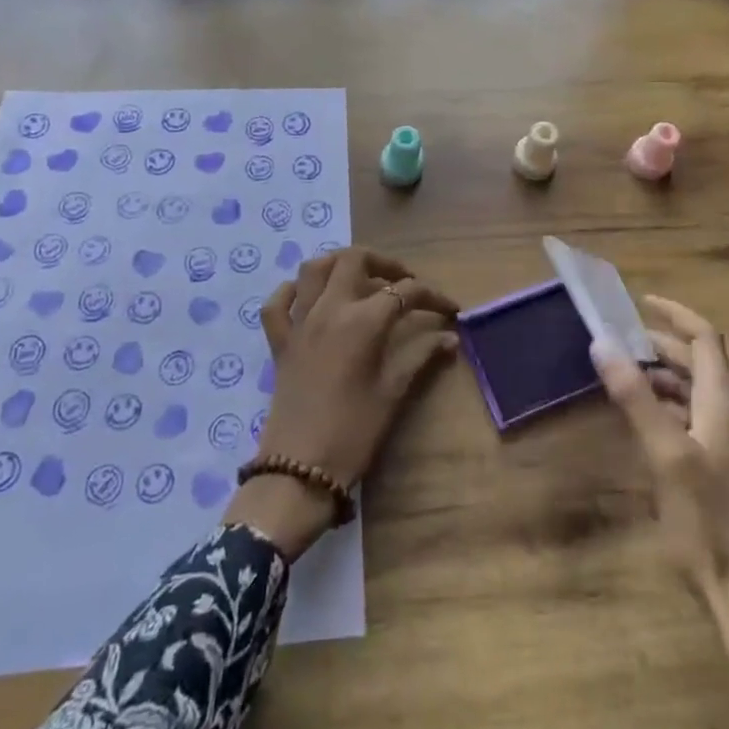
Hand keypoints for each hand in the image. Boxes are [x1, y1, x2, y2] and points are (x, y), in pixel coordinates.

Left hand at [225, 248, 458, 556]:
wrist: (299, 469)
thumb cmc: (353, 432)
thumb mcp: (393, 393)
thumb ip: (421, 357)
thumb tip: (450, 338)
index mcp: (363, 321)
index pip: (404, 291)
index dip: (432, 296)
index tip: (449, 309)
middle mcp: (329, 309)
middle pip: (355, 259)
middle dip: (385, 263)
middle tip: (403, 284)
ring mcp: (299, 322)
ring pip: (314, 268)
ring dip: (339, 264)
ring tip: (361, 280)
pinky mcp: (279, 341)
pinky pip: (277, 303)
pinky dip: (292, 291)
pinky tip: (309, 299)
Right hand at [595, 296, 728, 728]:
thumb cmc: (710, 523)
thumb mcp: (666, 456)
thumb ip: (635, 398)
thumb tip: (603, 343)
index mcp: (723, 405)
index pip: (705, 339)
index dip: (676, 314)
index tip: (641, 301)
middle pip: (700, 364)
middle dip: (661, 345)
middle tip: (619, 341)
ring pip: (696, 394)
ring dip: (662, 377)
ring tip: (623, 376)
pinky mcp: (725, 473)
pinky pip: (694, 421)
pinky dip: (668, 407)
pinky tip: (643, 424)